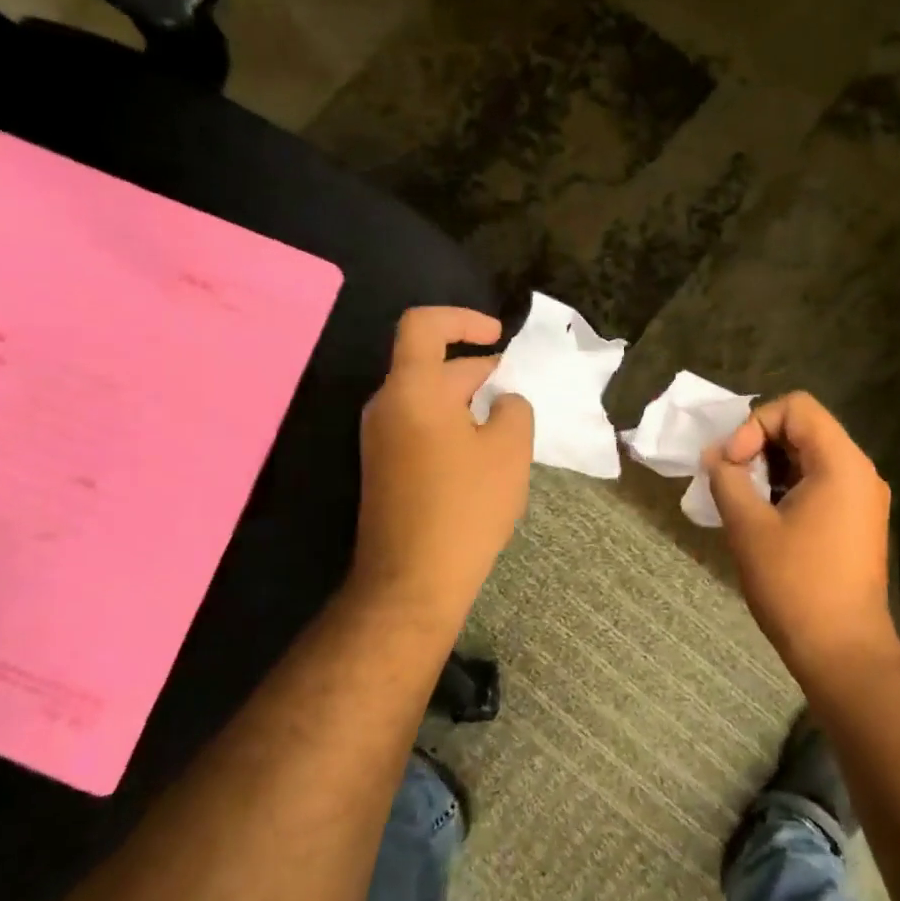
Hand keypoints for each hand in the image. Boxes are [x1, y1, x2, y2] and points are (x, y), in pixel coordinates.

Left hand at [349, 307, 533, 625]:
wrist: (411, 580)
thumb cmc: (465, 506)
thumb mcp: (509, 450)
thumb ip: (514, 408)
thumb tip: (503, 400)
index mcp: (412, 389)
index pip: (424, 325)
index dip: (463, 319)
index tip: (498, 338)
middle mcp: (387, 405)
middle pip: (432, 365)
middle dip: (479, 372)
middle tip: (520, 397)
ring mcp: (380, 438)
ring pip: (429, 399)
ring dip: (469, 402)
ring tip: (508, 430)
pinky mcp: (384, 467)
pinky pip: (420, 426)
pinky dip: (453, 426)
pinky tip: (483, 457)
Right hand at [703, 392, 899, 681]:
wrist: (843, 652)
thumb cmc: (795, 585)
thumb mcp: (748, 526)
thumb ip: (727, 478)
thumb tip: (715, 456)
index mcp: (841, 464)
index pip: (796, 407)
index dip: (755, 424)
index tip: (733, 462)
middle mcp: (860, 472)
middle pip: (804, 428)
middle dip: (759, 444)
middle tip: (730, 478)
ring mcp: (863, 498)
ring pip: (809, 456)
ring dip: (770, 467)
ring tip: (741, 497)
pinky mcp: (857, 521)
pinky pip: (819, 482)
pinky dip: (787, 487)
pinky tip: (763, 516)